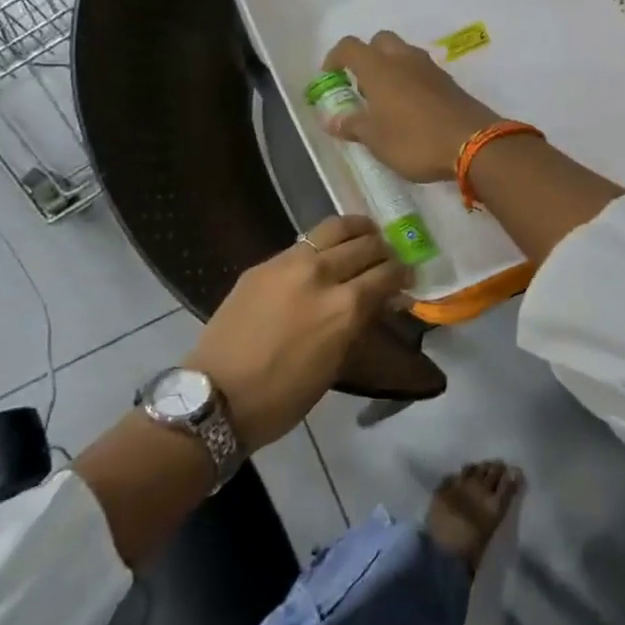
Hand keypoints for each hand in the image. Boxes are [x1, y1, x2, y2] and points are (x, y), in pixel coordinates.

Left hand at [185, 214, 409, 448]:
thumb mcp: (335, 364)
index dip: (403, 274)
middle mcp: (321, 274)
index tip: (407, 277)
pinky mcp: (265, 263)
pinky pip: (305, 241)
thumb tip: (384, 300)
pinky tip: (326, 253)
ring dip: (358, 231)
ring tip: (365, 237)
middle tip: (387, 259)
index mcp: (344, 307)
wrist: (218, 397)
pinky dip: (325, 243)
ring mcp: (289, 263)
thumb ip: (360, 323)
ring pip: (336, 227)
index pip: (387, 273)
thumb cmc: (283, 396)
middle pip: (367, 244)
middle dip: (384, 250)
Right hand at [322, 31, 500, 182]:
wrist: (475, 143)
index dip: (335, 58)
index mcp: (379, 68)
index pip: (350, 47)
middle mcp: (404, 59)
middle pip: (380, 42)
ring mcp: (430, 68)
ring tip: (386, 103)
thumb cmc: (415, 140)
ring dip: (391, 69)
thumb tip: (332, 120)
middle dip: (367, 57)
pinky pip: (422, 72)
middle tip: (362, 88)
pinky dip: (411, 81)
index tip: (330, 77)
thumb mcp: (376, 140)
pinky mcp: (449, 82)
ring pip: (403, 55)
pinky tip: (411, 110)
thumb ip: (352, 125)